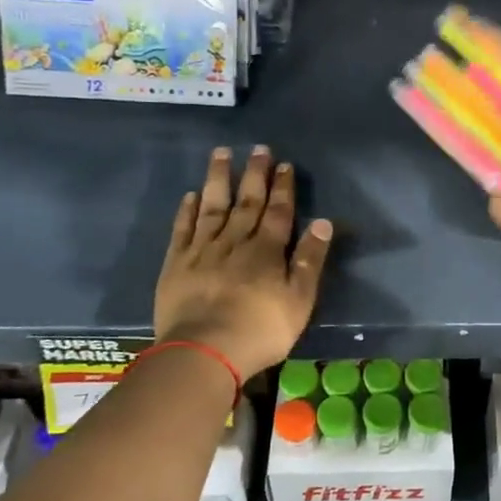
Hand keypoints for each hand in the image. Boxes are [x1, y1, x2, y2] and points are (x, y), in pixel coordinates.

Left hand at [155, 146, 332, 377]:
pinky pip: (183, 230)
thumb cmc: (260, 330)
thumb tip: (323, 222)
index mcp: (267, 251)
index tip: (284, 164)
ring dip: (218, 180)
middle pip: (247, 202)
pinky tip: (191, 195)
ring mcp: (203, 251)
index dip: (283, 187)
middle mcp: (235, 242)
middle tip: (258, 148)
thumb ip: (310, 260)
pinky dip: (188, 211)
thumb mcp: (299, 300)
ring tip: (221, 153)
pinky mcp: (176, 265)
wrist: (204, 352)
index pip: (279, 212)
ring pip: (213, 207)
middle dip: (254, 175)